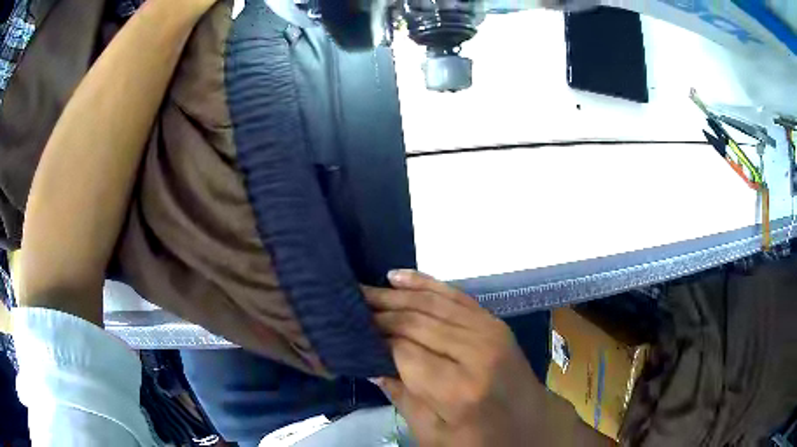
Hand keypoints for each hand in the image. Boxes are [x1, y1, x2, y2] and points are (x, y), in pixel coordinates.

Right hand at [364, 270, 548, 445]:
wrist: (531, 425)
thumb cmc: (479, 440)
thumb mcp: (433, 435)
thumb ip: (402, 397)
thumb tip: (371, 363)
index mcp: (457, 389)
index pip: (402, 350)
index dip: (373, 338)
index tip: (348, 329)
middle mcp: (474, 352)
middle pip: (415, 322)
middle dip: (378, 311)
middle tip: (349, 303)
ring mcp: (489, 331)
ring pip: (431, 302)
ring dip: (394, 294)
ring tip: (365, 289)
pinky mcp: (494, 322)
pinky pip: (455, 295)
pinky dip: (424, 283)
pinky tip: (398, 276)